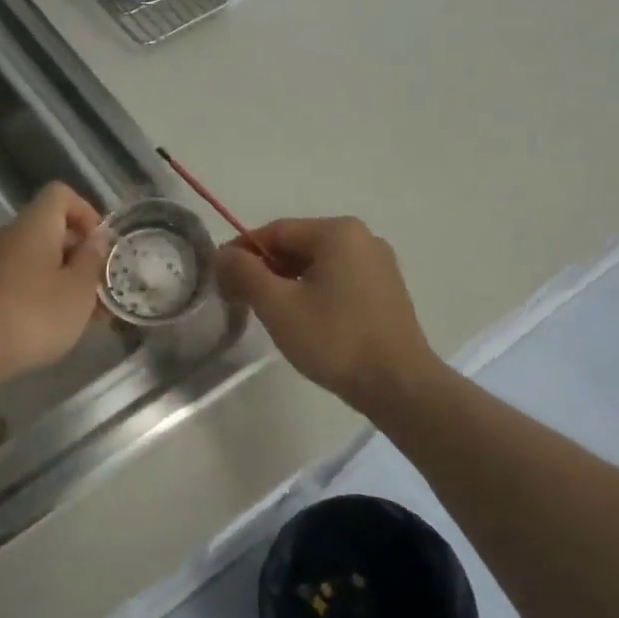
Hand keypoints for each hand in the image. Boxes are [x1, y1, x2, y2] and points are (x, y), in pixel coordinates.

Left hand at [0, 182, 108, 386]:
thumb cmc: (34, 314)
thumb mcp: (79, 289)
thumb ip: (92, 260)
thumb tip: (96, 239)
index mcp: (35, 224)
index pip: (60, 194)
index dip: (86, 212)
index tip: (100, 245)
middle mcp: (10, 235)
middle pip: (51, 228)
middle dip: (80, 254)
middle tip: (101, 287)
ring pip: (38, 257)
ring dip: (65, 277)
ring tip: (86, 314)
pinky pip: (22, 279)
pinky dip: (43, 292)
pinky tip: (56, 325)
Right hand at [213, 217, 438, 415]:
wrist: (399, 386)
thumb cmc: (335, 340)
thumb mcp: (278, 305)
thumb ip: (244, 273)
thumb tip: (221, 255)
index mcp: (338, 232)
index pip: (275, 231)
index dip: (241, 253)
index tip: (219, 279)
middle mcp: (362, 238)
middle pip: (297, 245)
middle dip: (264, 269)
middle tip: (239, 299)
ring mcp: (378, 264)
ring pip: (316, 265)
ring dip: (286, 283)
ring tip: (268, 313)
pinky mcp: (385, 291)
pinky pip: (337, 280)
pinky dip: (312, 292)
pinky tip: (302, 320)